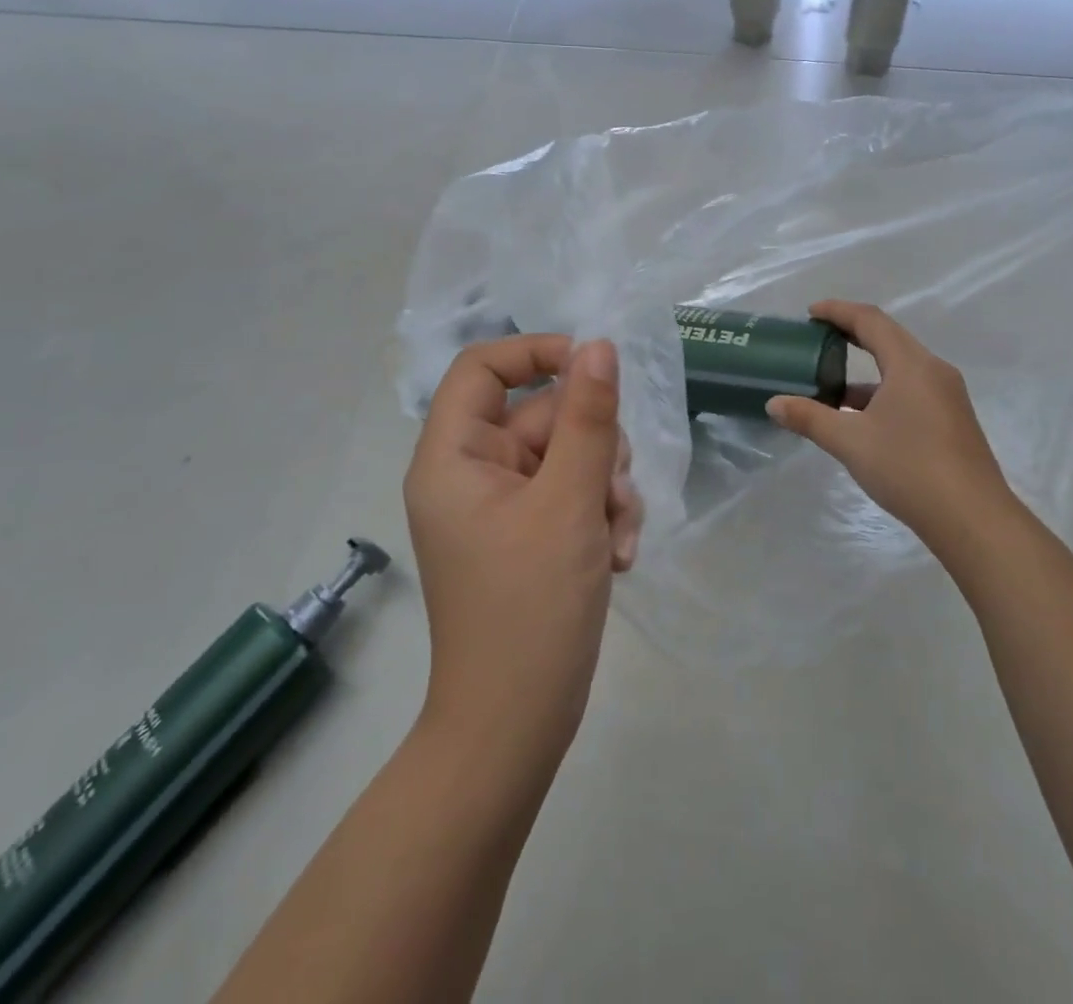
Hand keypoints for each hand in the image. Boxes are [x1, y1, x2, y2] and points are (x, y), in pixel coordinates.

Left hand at [403, 335, 641, 770]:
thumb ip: (589, 418)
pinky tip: (618, 559)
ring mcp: (502, 505)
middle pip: (544, 414)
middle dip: (594, 449)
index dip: (537, 353)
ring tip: (617, 540)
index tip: (595, 368)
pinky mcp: (529, 533)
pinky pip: (572, 494)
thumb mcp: (569, 503)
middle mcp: (472, 472)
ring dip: (606, 489)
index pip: (482, 367)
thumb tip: (600, 346)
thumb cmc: (532, 608)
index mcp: (454, 456)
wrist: (517, 726)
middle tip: (612, 494)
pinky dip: (599, 516)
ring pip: (570, 455)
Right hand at [767, 301, 1014, 563]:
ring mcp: (947, 397)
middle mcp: (933, 371)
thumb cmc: (908, 467)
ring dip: (865, 371)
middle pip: (888, 339)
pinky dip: (881, 392)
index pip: (870, 321)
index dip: (838, 311)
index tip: (810, 313)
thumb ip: (809, 418)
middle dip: (851, 335)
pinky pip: (911, 390)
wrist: (972, 519)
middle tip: (818, 338)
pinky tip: (860, 418)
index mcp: (911, 364)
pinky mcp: (952, 421)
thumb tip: (774, 403)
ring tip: (831, 384)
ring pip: (900, 368)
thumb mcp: (850, 442)